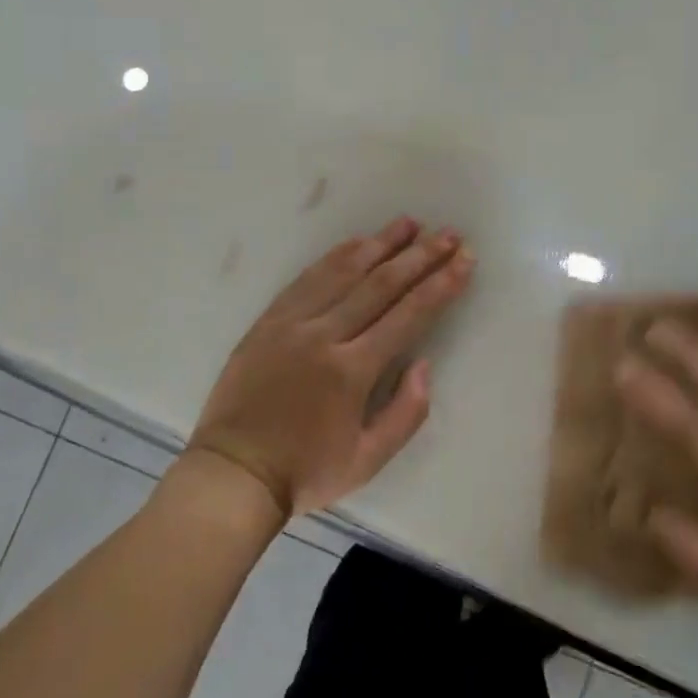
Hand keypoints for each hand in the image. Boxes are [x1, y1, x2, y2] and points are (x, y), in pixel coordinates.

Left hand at [189, 218, 474, 518]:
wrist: (232, 474)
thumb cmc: (305, 472)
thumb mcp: (367, 461)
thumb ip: (406, 414)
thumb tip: (425, 364)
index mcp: (352, 371)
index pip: (408, 315)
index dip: (440, 285)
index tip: (465, 260)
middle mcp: (324, 335)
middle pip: (381, 284)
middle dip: (420, 256)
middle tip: (448, 234)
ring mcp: (293, 323)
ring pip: (344, 272)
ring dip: (380, 244)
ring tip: (408, 223)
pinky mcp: (269, 320)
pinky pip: (307, 278)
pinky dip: (336, 256)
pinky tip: (356, 242)